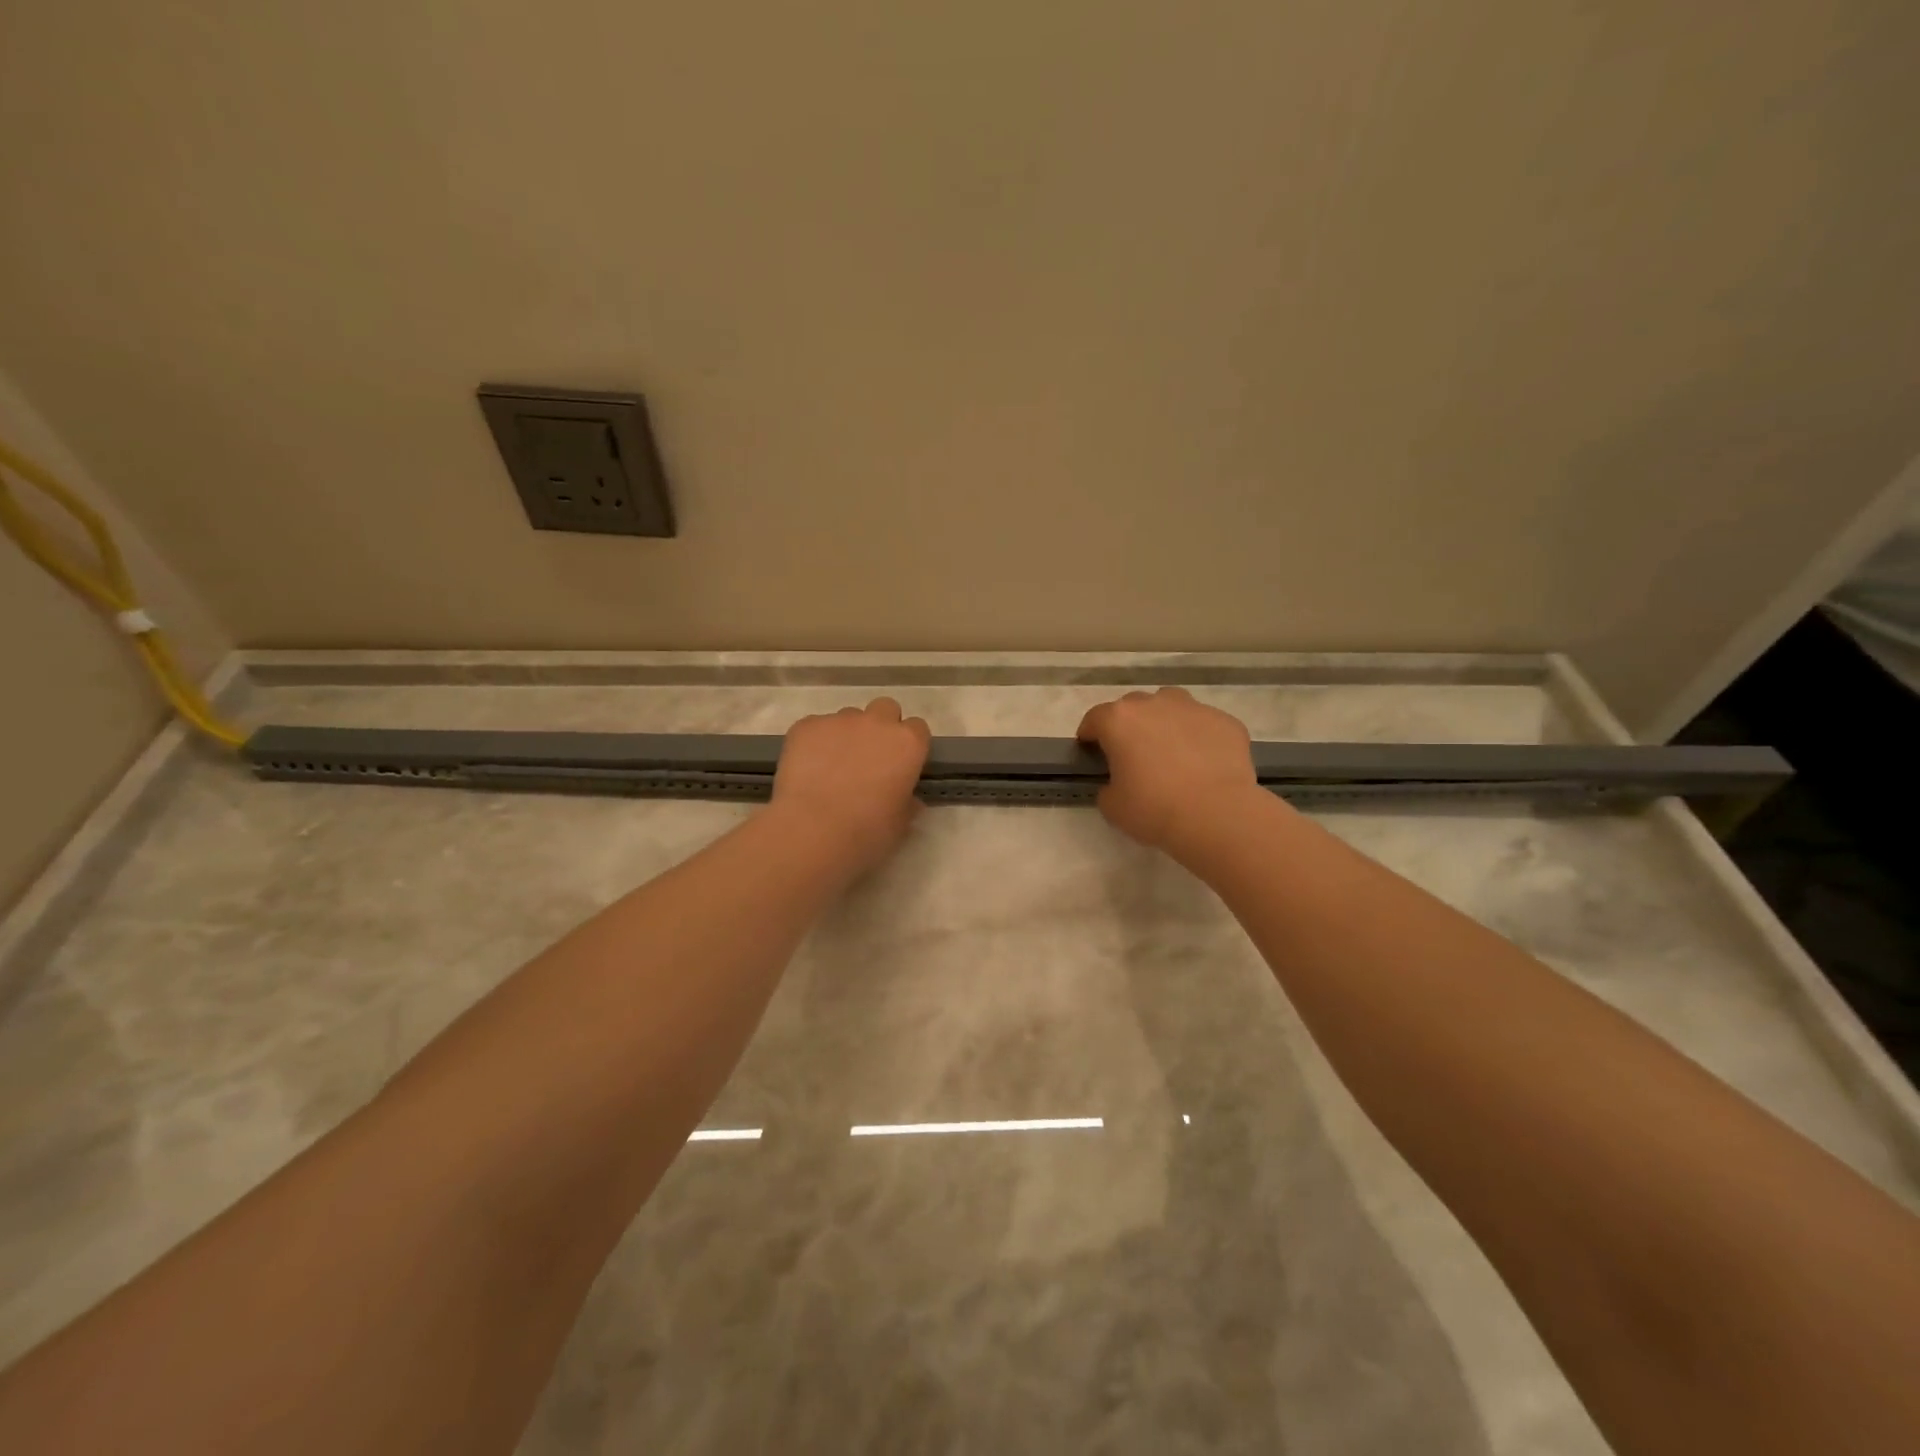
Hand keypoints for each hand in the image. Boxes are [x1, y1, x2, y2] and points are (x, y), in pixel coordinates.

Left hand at [771, 697, 931, 872]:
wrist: (813, 830)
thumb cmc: (867, 831)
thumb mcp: (900, 824)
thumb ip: (907, 803)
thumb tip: (908, 799)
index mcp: (908, 744)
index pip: (917, 728)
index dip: (908, 745)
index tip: (900, 764)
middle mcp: (877, 723)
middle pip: (885, 709)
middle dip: (880, 726)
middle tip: (869, 757)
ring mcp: (839, 720)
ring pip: (848, 717)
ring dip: (847, 735)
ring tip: (832, 766)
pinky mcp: (806, 726)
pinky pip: (815, 727)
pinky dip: (815, 742)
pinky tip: (807, 768)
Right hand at [1076, 688, 1261, 854]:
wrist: (1217, 815)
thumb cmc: (1154, 809)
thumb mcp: (1112, 806)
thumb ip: (1108, 786)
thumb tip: (1119, 782)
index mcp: (1119, 720)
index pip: (1095, 718)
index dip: (1090, 733)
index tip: (1091, 749)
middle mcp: (1155, 704)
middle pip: (1134, 707)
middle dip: (1129, 726)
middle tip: (1133, 754)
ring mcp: (1194, 709)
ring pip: (1171, 705)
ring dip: (1165, 721)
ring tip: (1171, 750)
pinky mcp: (1225, 721)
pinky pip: (1204, 724)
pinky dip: (1199, 737)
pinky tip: (1204, 763)